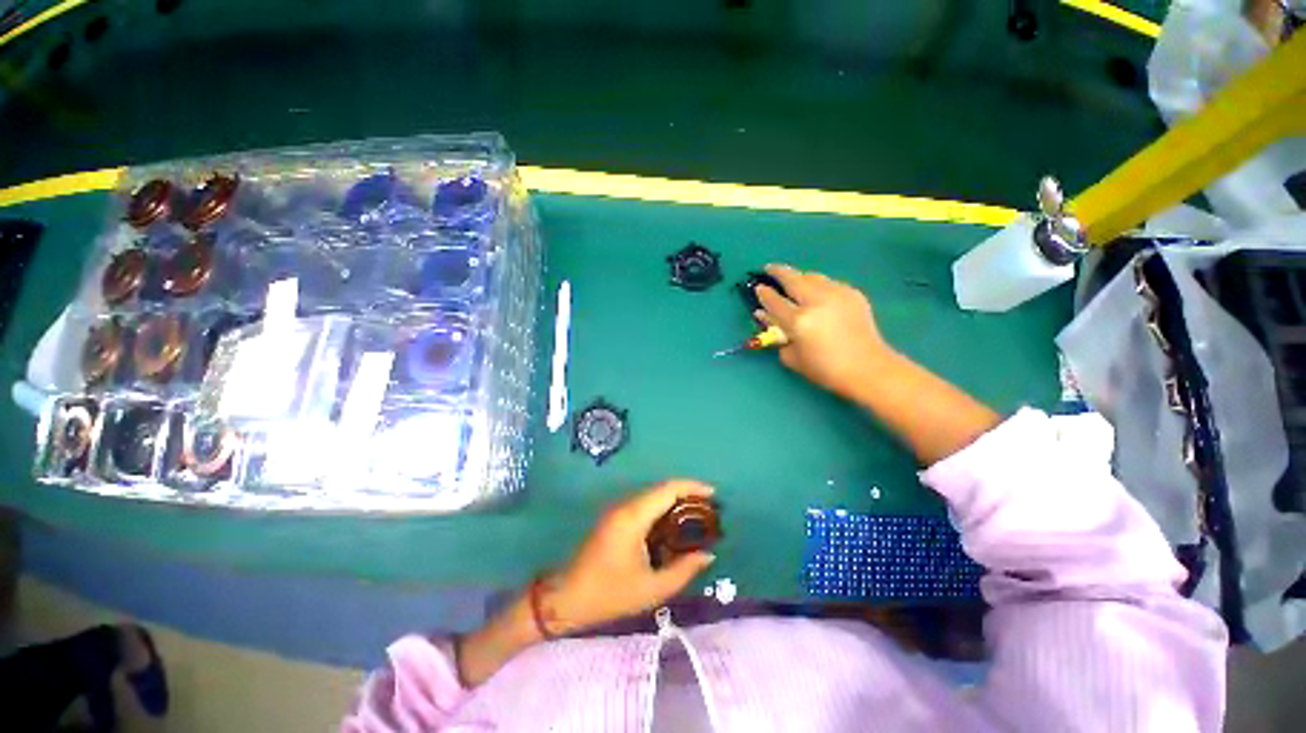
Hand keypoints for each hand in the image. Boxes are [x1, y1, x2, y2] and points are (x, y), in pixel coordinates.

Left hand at [542, 480, 716, 633]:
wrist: (566, 598)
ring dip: (675, 500)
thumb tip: (708, 555)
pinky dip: (663, 509)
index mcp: (634, 517)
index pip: (668, 489)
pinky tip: (674, 525)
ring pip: (653, 495)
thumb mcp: (652, 589)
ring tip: (697, 516)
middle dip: (687, 494)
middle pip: (662, 489)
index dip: (692, 487)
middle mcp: (626, 505)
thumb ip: (684, 570)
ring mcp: (618, 510)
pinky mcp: (615, 518)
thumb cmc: (609, 594)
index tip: (714, 494)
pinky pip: (644, 504)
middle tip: (710, 509)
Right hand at [756, 264, 891, 397]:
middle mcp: (816, 302)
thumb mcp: (792, 357)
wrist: (868, 368)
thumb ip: (776, 335)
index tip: (758, 288)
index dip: (764, 294)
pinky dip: (818, 284)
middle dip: (778, 271)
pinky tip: (816, 292)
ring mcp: (837, 294)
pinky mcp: (852, 293)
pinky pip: (829, 283)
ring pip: (812, 276)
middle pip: (793, 279)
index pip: (774, 301)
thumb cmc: (825, 369)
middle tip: (769, 268)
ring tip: (792, 279)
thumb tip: (765, 316)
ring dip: (799, 276)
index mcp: (799, 321)